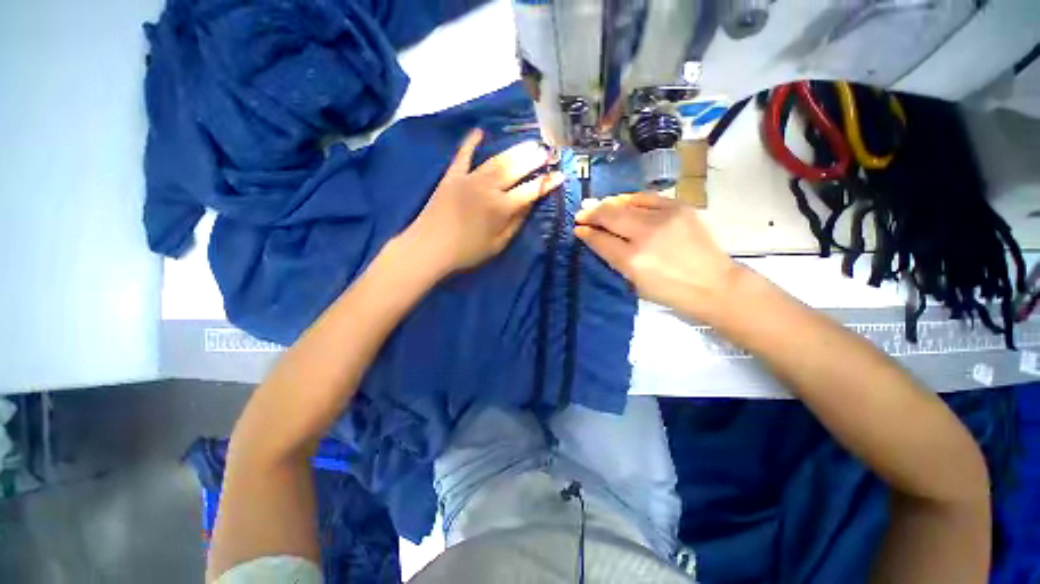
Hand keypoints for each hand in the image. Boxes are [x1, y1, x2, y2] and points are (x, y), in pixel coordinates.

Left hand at [405, 129, 562, 274]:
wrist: (429, 248)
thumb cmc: (466, 252)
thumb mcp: (498, 245)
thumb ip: (515, 223)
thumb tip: (529, 205)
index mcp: (501, 208)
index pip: (530, 191)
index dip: (546, 183)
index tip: (560, 175)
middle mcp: (488, 188)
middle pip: (515, 169)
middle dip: (534, 159)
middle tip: (546, 152)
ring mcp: (469, 179)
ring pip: (496, 160)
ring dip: (515, 150)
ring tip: (529, 143)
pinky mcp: (451, 176)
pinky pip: (463, 155)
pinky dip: (471, 143)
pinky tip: (480, 132)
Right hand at [575, 194, 741, 322]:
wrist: (713, 284)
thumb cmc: (669, 291)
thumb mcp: (634, 282)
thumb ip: (613, 258)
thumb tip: (596, 238)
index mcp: (632, 260)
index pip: (601, 239)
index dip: (586, 232)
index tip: (578, 228)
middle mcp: (645, 235)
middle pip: (610, 215)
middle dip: (591, 213)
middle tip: (581, 214)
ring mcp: (663, 217)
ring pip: (625, 203)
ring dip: (608, 204)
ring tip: (598, 205)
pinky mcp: (678, 207)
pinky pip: (646, 197)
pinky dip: (630, 199)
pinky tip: (622, 202)